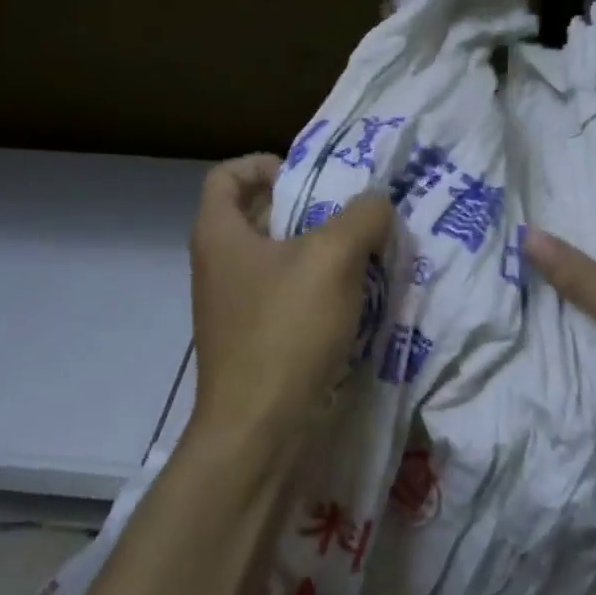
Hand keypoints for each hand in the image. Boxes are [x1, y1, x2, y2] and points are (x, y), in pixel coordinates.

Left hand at [188, 154, 394, 450]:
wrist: (260, 431)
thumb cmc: (286, 331)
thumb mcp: (333, 258)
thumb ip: (362, 217)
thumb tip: (376, 206)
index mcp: (220, 234)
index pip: (228, 175)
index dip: (267, 164)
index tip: (312, 177)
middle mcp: (219, 265)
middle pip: (259, 215)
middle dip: (309, 207)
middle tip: (354, 212)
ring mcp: (235, 307)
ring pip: (279, 259)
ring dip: (321, 251)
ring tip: (366, 254)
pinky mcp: (255, 340)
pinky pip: (288, 297)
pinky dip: (319, 290)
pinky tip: (356, 300)